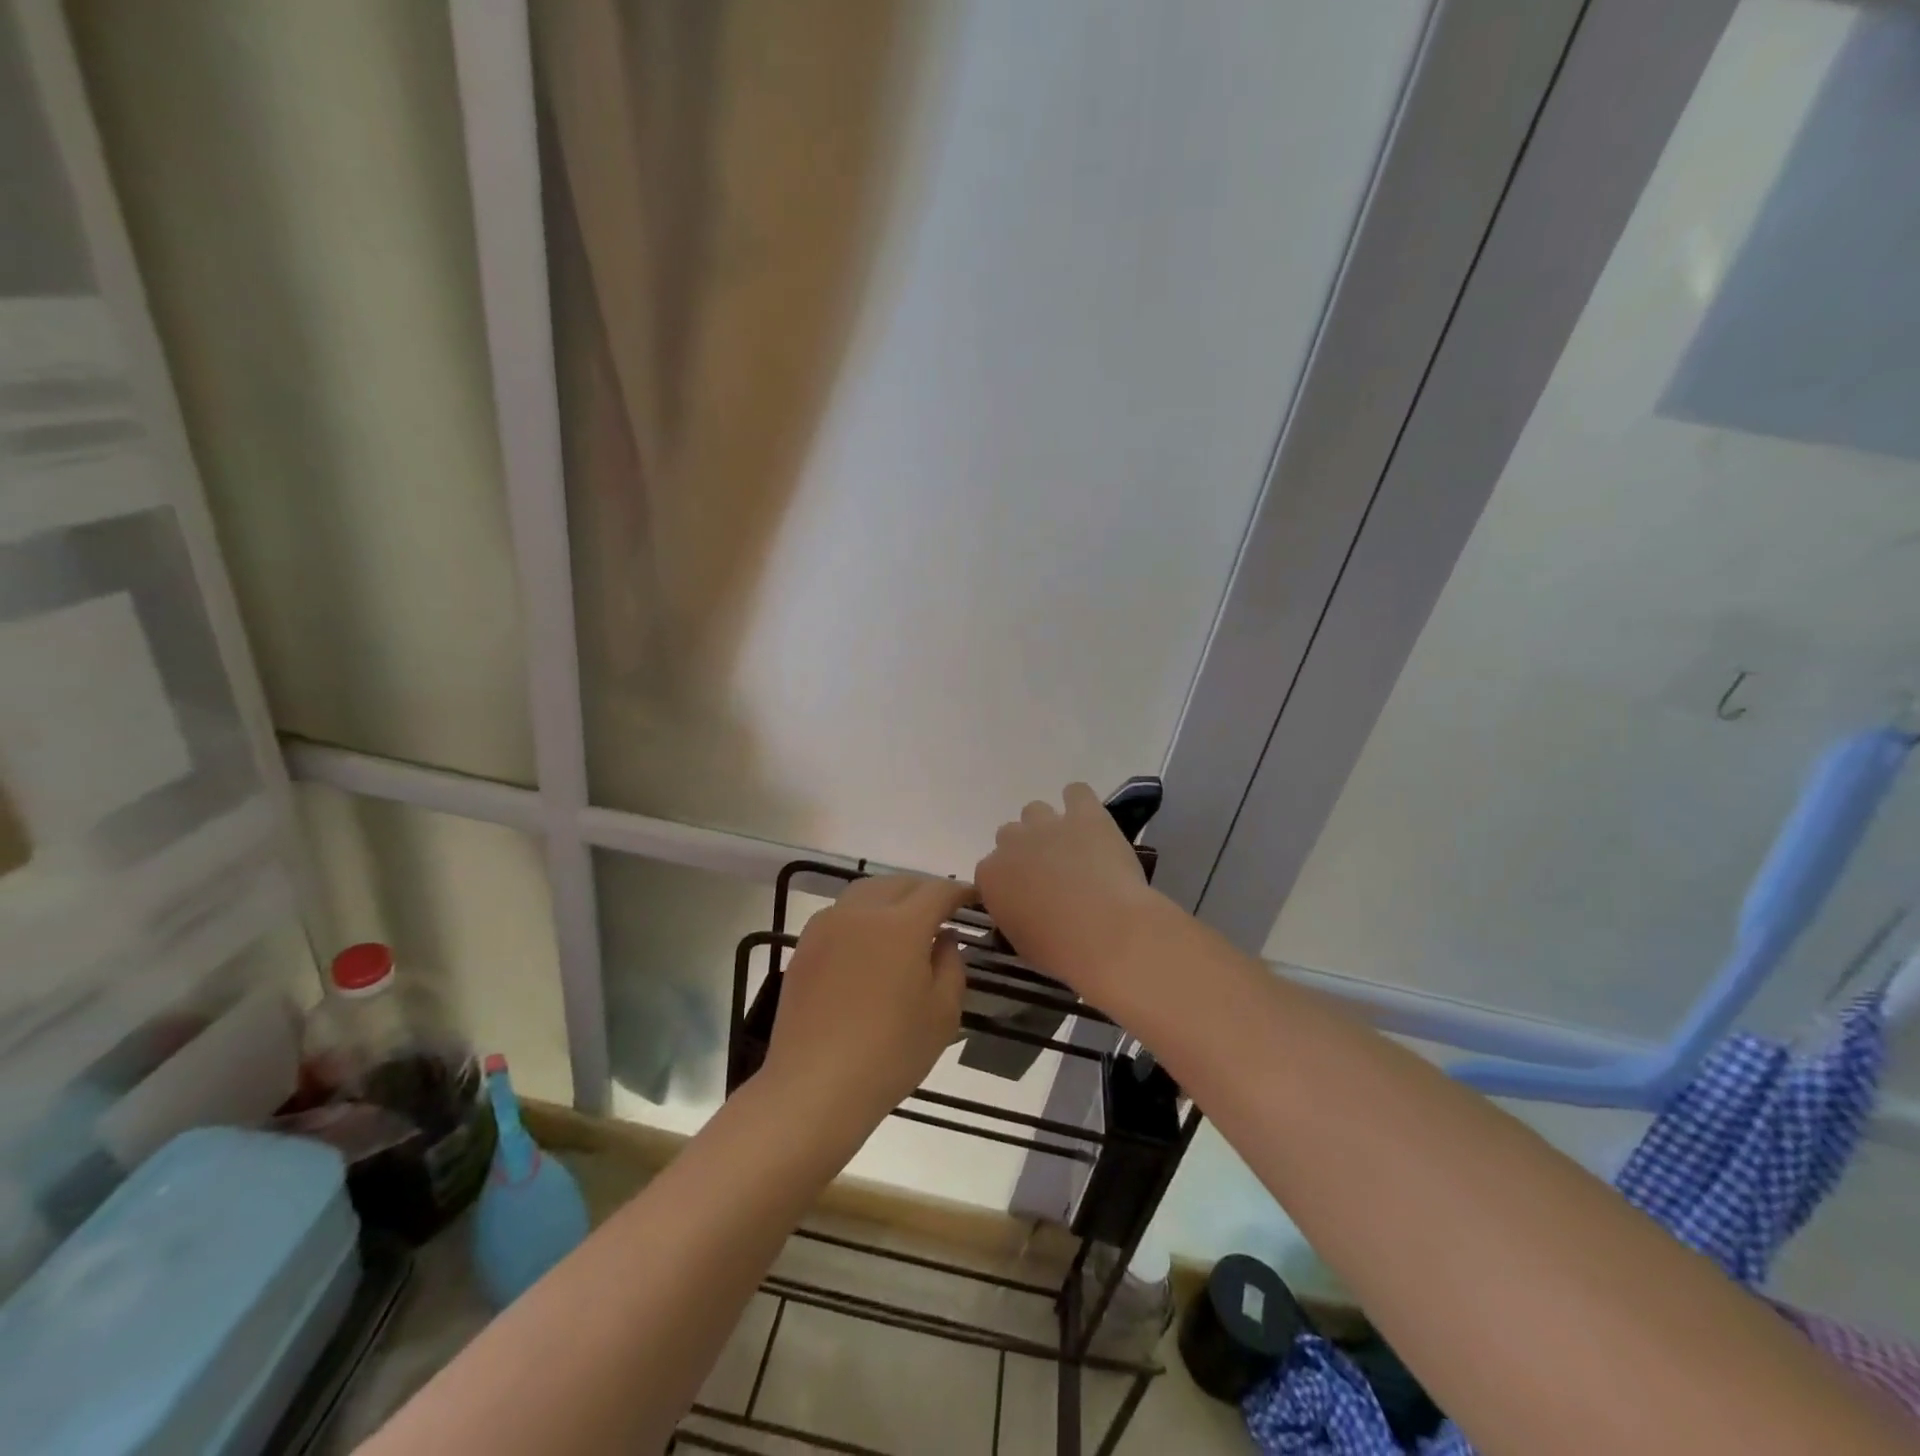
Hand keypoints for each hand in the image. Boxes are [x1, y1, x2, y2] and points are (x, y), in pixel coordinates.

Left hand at [762, 875, 968, 1135]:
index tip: (974, 898)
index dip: (959, 891)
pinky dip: (862, 914)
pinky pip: (841, 912)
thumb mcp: (943, 1014)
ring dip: (891, 896)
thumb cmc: (890, 1053)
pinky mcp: (805, 945)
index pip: (938, 891)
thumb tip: (944, 938)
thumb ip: (952, 965)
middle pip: (900, 883)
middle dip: (925, 890)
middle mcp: (862, 912)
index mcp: (902, 925)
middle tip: (942, 910)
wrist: (814, 1086)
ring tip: (905, 919)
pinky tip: (868, 941)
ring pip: (866, 891)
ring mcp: (827, 925)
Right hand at [974, 783, 1167, 1001]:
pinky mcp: (1084, 814)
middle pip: (1010, 835)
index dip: (1010, 880)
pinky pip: (1076, 792)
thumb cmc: (1061, 950)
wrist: (1106, 931)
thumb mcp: (1021, 940)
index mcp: (991, 876)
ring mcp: (1048, 824)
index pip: (990, 869)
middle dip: (1026, 850)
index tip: (1026, 895)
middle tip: (1049, 873)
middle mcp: (1012, 842)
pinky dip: (1080, 803)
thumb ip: (1013, 913)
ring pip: (1035, 810)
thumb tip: (1023, 906)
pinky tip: (1089, 821)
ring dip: (1048, 826)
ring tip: (1071, 846)